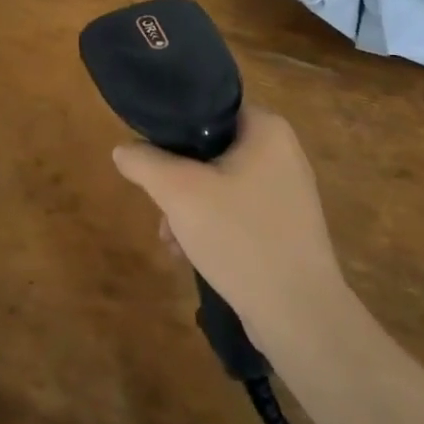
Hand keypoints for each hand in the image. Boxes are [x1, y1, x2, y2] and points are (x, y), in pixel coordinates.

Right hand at [112, 105, 346, 350]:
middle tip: (160, 204)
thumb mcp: (178, 192)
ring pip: (221, 184)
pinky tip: (192, 255)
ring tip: (171, 239)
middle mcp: (283, 153)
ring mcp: (288, 193)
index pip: (209, 107)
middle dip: (177, 178)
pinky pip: (238, 212)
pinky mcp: (287, 229)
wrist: (300, 316)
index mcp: (267, 129)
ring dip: (189, 207)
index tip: (151, 152)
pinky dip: (212, 226)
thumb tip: (123, 149)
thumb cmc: (240, 236)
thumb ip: (144, 162)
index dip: (174, 127)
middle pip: (211, 149)